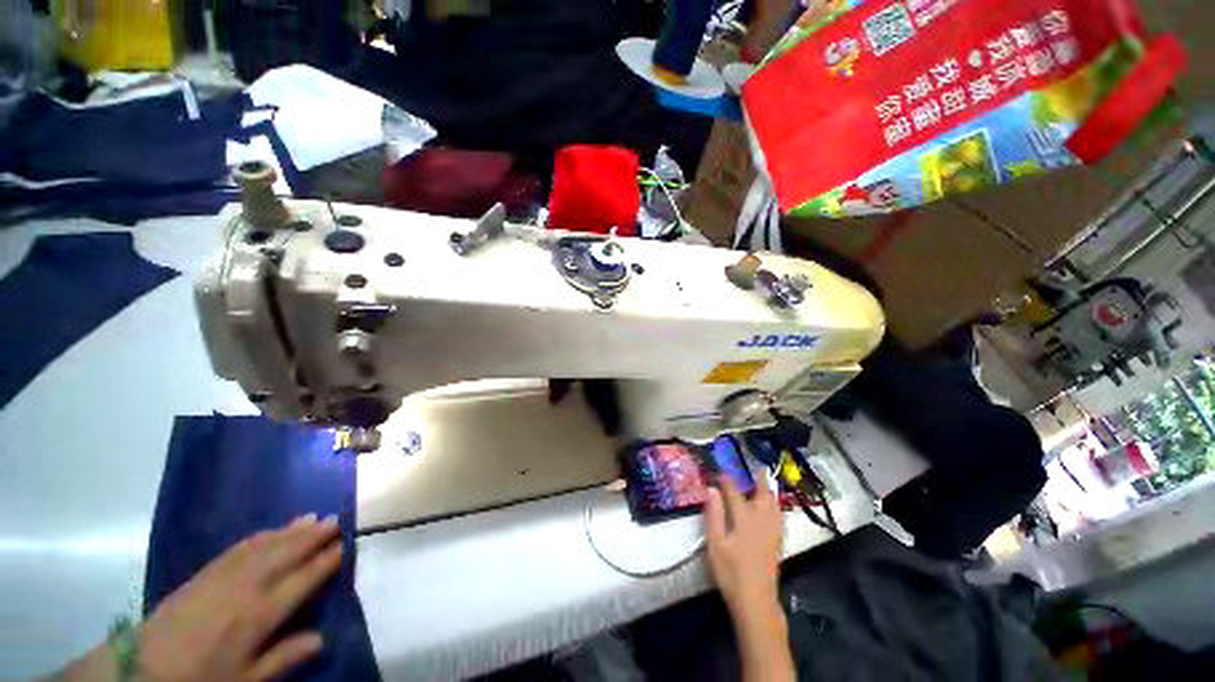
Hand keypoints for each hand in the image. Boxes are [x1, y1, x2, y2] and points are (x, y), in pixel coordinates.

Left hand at [137, 514, 342, 681]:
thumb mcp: (244, 680)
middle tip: (335, 519)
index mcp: (260, 614)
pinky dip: (260, 537)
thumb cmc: (201, 679)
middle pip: (286, 555)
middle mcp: (247, 588)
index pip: (303, 580)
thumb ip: (282, 658)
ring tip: (311, 517)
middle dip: (312, 536)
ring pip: (264, 546)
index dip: (326, 560)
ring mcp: (223, 577)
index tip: (346, 543)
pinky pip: (238, 549)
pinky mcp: (203, 574)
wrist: (142, 668)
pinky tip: (269, 531)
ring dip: (289, 531)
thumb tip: (322, 638)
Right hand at [705, 478, 794, 681]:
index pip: (734, 491)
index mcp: (744, 517)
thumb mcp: (715, 543)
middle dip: (759, 479)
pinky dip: (775, 504)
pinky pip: (779, 515)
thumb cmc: (730, 571)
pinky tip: (773, 507)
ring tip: (765, 482)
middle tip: (756, 468)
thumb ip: (714, 514)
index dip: (726, 479)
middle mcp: (761, 520)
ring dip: (769, 490)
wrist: (756, 600)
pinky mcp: (777, 542)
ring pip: (774, 504)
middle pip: (762, 494)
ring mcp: (772, 531)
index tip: (719, 472)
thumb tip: (711, 489)